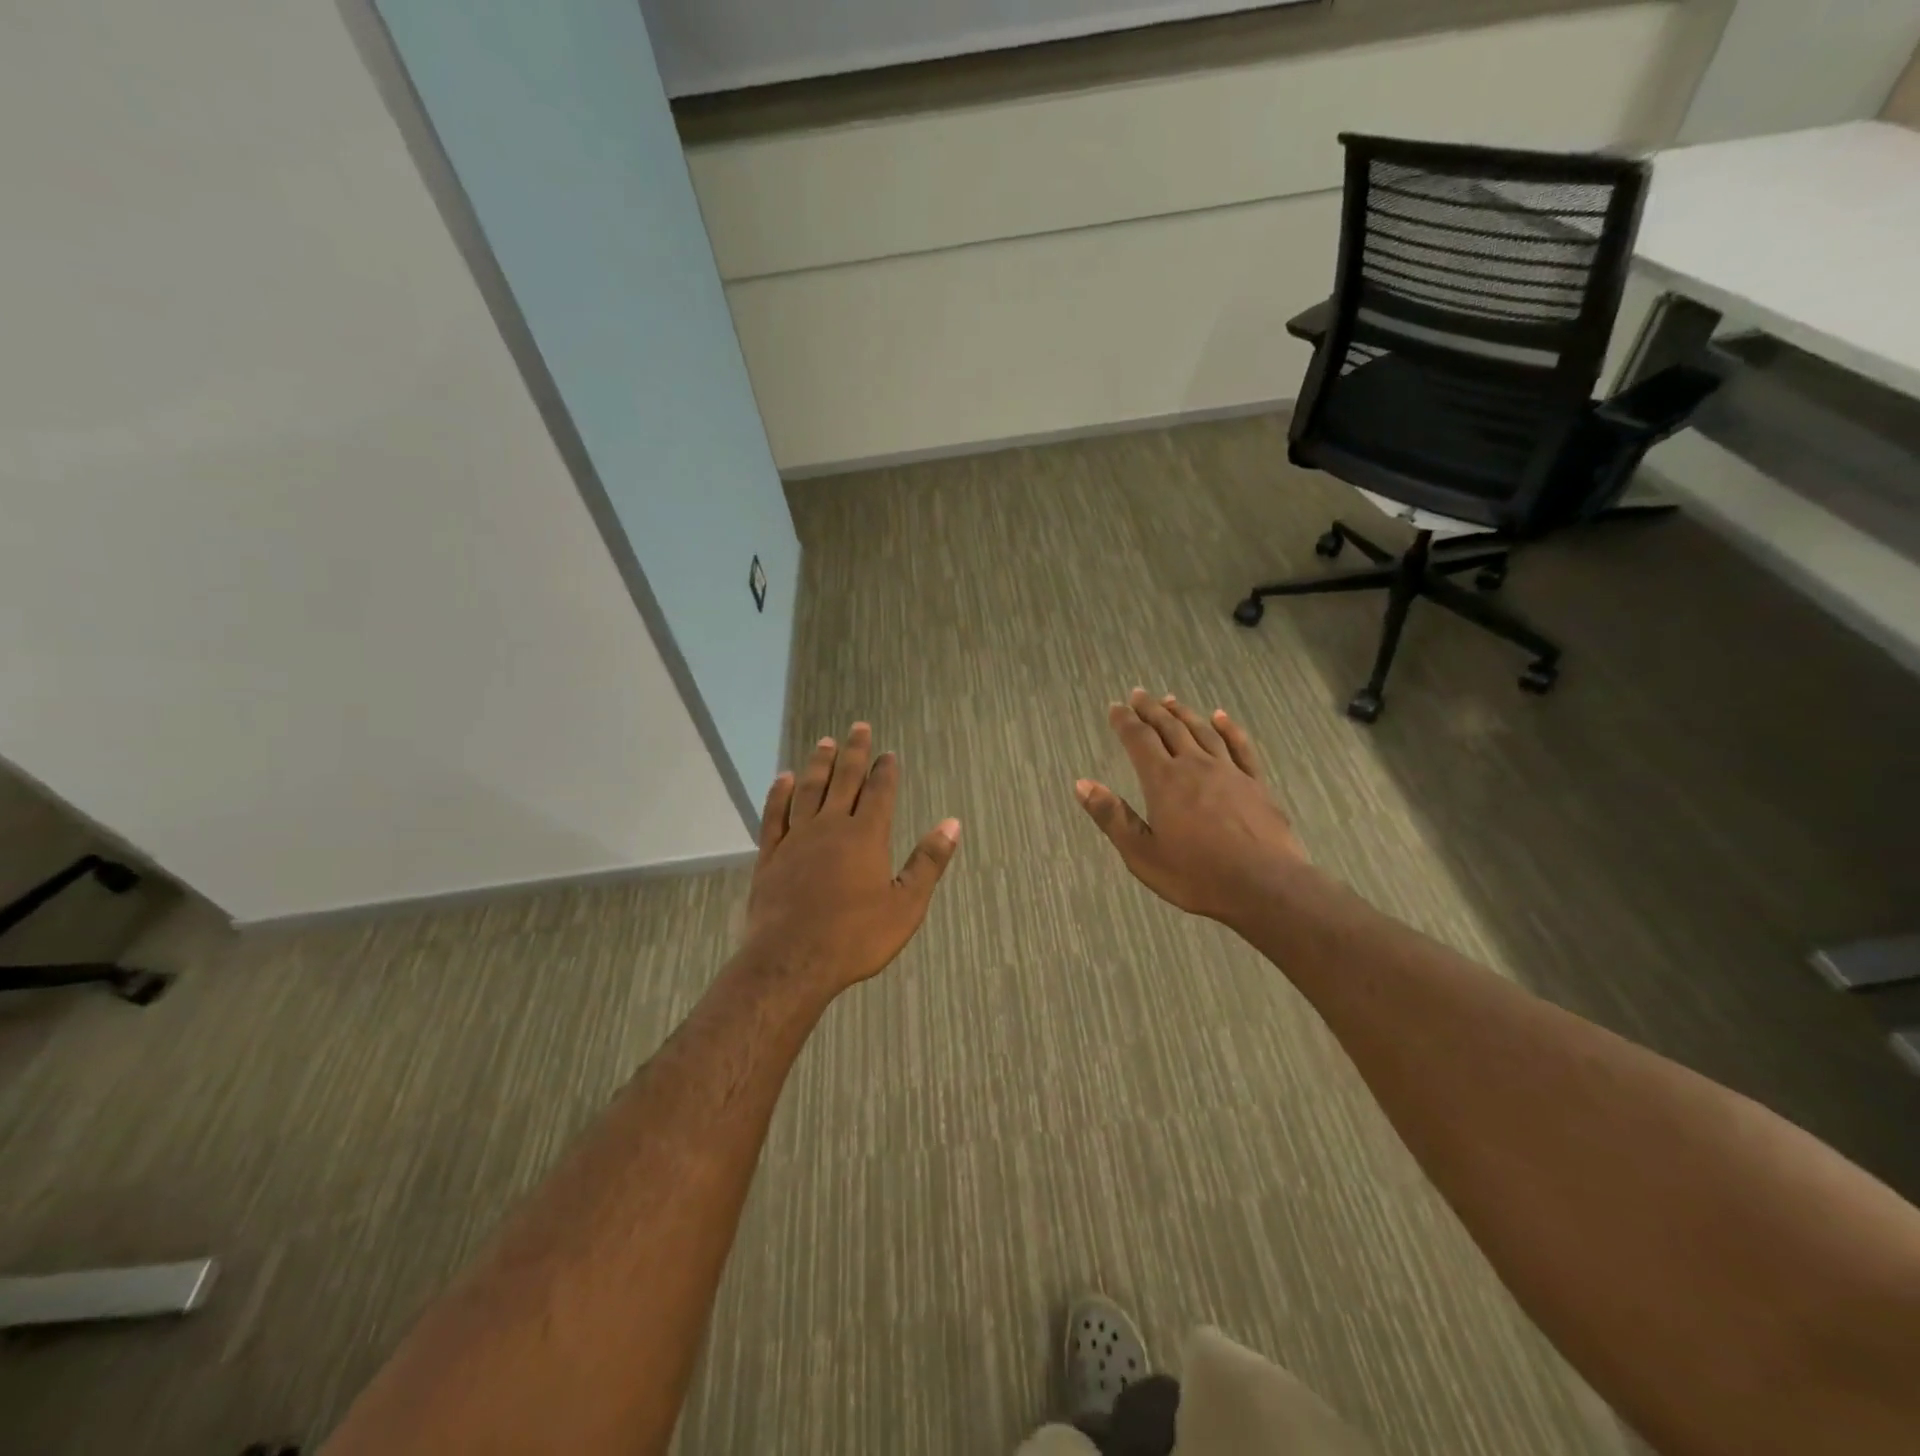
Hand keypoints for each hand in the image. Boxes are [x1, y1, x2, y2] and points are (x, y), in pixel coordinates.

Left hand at [742, 722, 960, 995]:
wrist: (792, 961)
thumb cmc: (855, 937)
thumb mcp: (906, 905)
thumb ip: (928, 862)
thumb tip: (952, 823)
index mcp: (866, 836)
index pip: (879, 792)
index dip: (885, 770)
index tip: (888, 753)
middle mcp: (831, 826)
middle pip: (844, 780)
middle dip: (854, 753)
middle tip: (859, 727)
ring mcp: (797, 839)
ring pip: (809, 789)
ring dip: (819, 764)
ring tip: (825, 742)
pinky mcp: (771, 855)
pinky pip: (775, 814)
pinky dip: (780, 793)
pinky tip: (783, 778)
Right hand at [1076, 689, 1307, 925]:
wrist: (1265, 886)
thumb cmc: (1197, 875)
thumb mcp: (1142, 853)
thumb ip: (1112, 816)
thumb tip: (1082, 784)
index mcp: (1164, 781)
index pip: (1139, 740)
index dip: (1125, 721)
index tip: (1116, 707)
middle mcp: (1195, 766)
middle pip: (1170, 728)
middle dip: (1151, 710)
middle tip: (1139, 695)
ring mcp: (1229, 772)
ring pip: (1202, 731)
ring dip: (1184, 713)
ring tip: (1171, 700)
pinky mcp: (1256, 783)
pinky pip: (1240, 746)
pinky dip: (1228, 728)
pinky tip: (1220, 717)